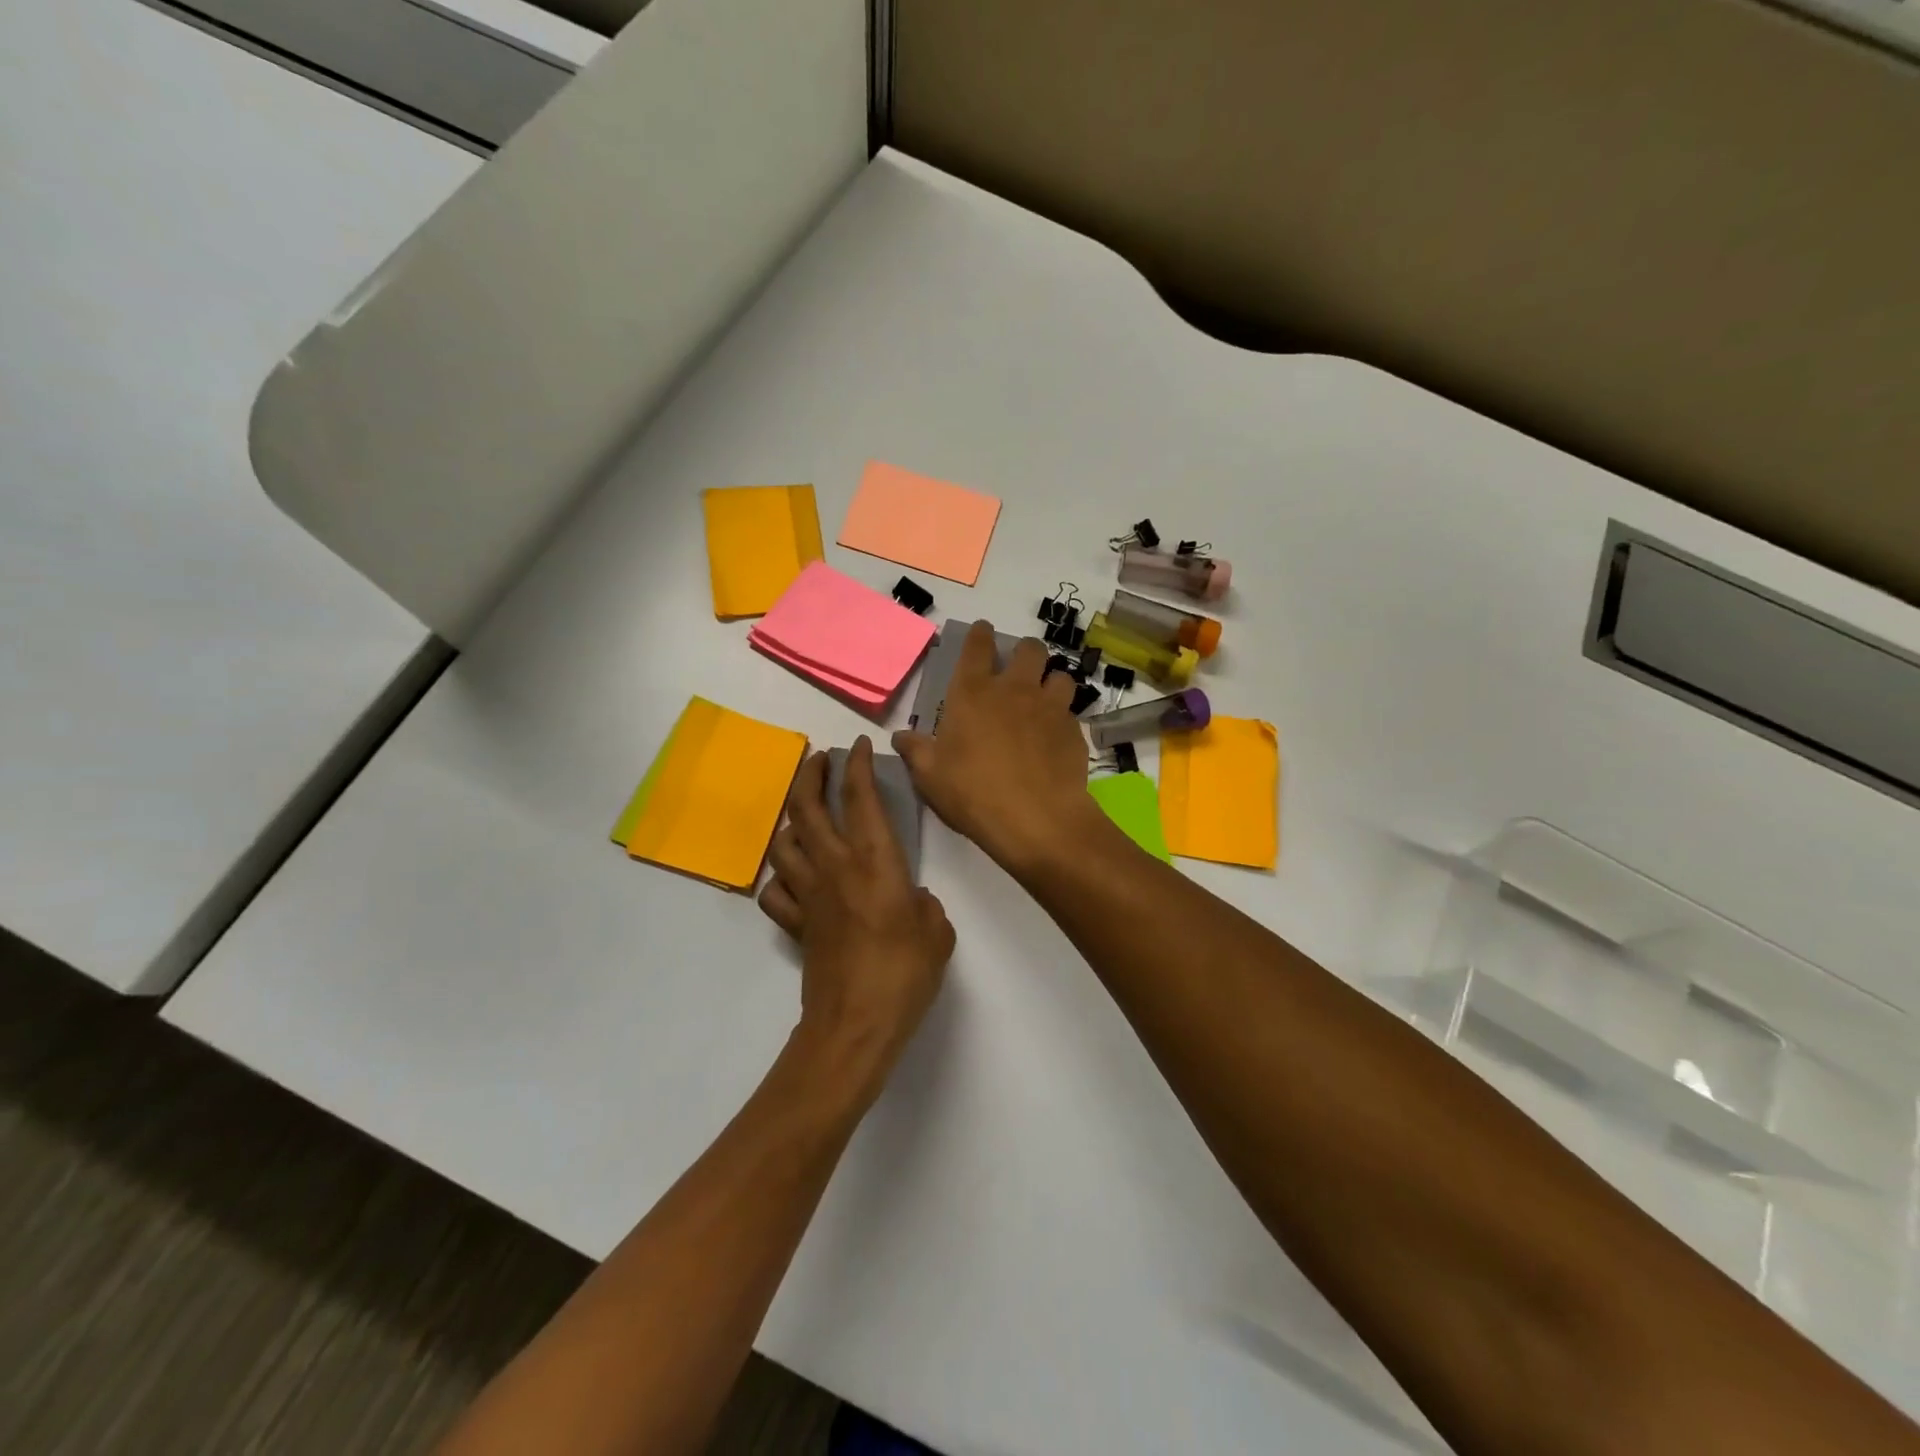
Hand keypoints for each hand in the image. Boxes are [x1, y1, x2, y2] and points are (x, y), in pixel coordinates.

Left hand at [759, 738, 954, 1090]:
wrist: (854, 1025)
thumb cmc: (904, 974)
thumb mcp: (937, 932)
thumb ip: (925, 905)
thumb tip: (912, 900)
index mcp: (874, 861)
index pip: (860, 797)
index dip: (857, 764)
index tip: (859, 746)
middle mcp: (834, 867)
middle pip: (806, 806)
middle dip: (809, 774)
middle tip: (819, 759)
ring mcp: (808, 895)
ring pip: (783, 842)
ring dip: (790, 819)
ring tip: (804, 813)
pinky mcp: (795, 924)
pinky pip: (775, 890)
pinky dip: (780, 877)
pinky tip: (793, 877)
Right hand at [892, 621, 1105, 873]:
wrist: (1036, 819)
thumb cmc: (973, 793)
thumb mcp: (930, 775)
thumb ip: (915, 750)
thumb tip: (900, 737)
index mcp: (973, 692)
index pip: (978, 646)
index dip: (980, 634)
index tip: (983, 632)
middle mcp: (1014, 689)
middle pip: (1029, 649)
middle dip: (1024, 652)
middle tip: (1017, 669)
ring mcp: (1049, 707)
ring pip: (1059, 675)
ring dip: (1050, 682)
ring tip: (1043, 700)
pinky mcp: (1074, 731)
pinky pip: (1071, 712)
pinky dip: (1063, 718)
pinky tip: (1055, 737)